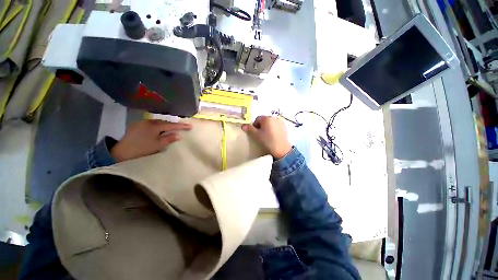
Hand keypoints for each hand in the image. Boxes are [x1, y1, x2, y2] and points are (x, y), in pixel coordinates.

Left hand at [111, 119, 191, 161]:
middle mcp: (148, 121)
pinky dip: (159, 126)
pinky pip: (152, 124)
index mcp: (154, 126)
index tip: (191, 126)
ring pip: (158, 123)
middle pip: (165, 122)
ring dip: (166, 125)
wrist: (121, 153)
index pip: (171, 125)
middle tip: (183, 127)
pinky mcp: (137, 126)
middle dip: (174, 125)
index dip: (182, 126)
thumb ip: (169, 139)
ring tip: (173, 128)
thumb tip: (179, 135)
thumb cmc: (142, 149)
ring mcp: (142, 123)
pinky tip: (160, 130)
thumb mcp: (158, 145)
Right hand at [242, 116, 291, 158]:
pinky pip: (276, 125)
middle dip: (261, 125)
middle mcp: (274, 117)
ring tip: (267, 135)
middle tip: (261, 134)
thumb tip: (243, 125)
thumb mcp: (256, 135)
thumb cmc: (267, 141)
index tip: (255, 132)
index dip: (254, 125)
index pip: (257, 119)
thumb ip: (249, 129)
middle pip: (264, 120)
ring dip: (268, 126)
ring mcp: (280, 121)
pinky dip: (274, 128)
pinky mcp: (284, 126)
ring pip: (270, 122)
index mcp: (266, 118)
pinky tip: (273, 136)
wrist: (281, 149)